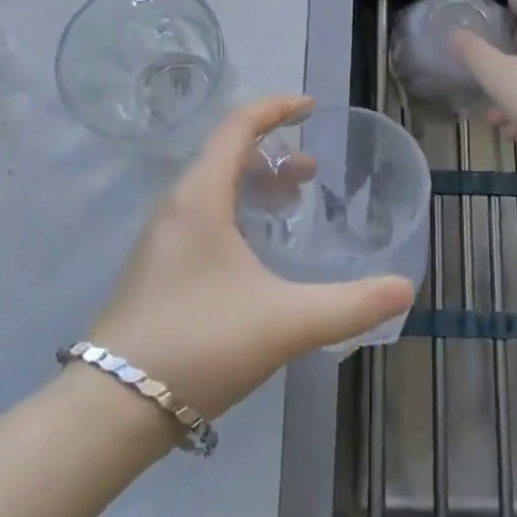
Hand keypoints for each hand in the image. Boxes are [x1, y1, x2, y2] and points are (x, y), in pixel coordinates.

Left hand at [88, 95, 416, 419]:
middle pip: (226, 154)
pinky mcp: (156, 268)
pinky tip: (256, 252)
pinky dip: (236, 210)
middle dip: (273, 152)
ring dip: (254, 183)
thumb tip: (404, 289)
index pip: (237, 126)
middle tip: (312, 172)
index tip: (310, 107)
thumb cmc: (201, 345)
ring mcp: (161, 238)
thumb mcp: (285, 323)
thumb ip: (350, 306)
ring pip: (213, 187)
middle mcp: (177, 206)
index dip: (275, 108)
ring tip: (291, 204)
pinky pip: (202, 214)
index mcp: (201, 197)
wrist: (112, 409)